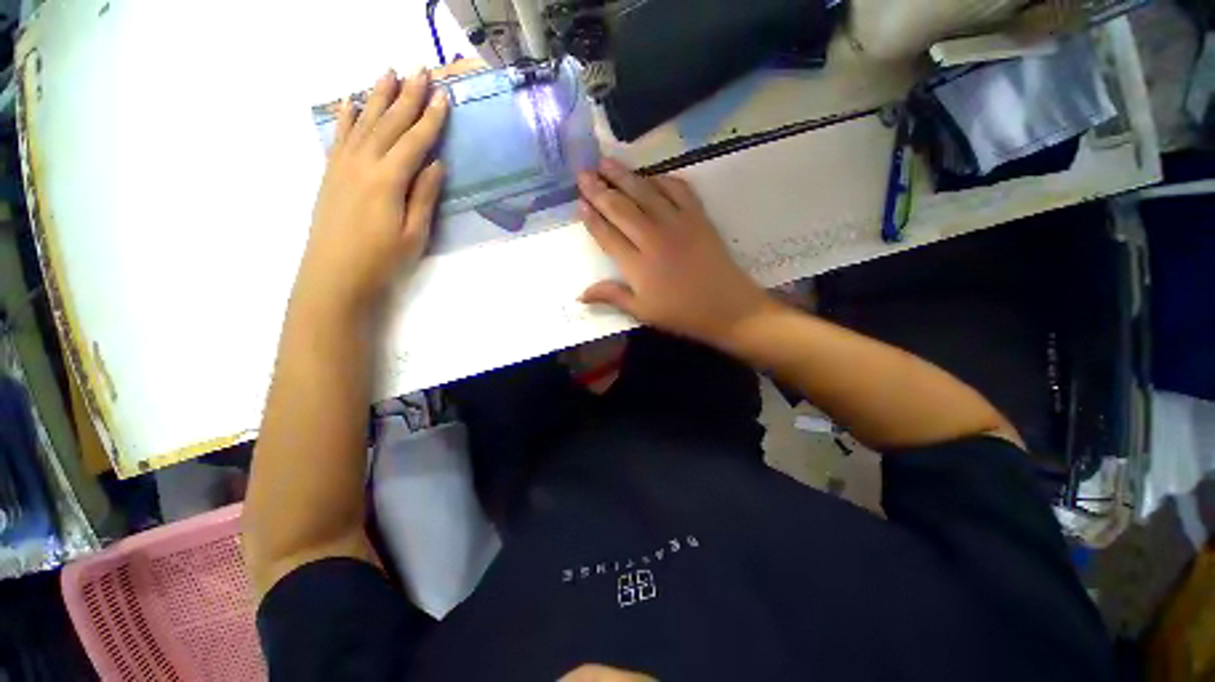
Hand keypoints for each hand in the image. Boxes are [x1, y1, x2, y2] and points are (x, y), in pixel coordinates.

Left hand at [294, 67, 448, 316]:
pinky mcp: (331, 172)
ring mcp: (343, 164)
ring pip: (364, 122)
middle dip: (407, 95)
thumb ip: (424, 195)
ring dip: (377, 96)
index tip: (443, 96)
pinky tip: (351, 102)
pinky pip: (340, 136)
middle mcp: (364, 163)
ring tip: (389, 72)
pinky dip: (346, 117)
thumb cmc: (382, 258)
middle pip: (389, 122)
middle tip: (421, 70)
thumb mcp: (414, 232)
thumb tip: (436, 163)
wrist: (334, 274)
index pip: (415, 141)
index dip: (431, 119)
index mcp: (388, 179)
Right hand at [577, 158, 773, 347]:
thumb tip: (580, 294)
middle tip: (583, 173)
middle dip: (599, 189)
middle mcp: (653, 238)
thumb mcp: (643, 312)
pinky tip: (650, 175)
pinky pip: (678, 189)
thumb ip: (612, 297)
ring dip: (624, 176)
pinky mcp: (698, 217)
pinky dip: (662, 179)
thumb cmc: (682, 313)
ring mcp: (678, 224)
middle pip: (621, 208)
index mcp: (637, 265)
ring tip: (606, 162)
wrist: (728, 307)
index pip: (608, 235)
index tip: (578, 202)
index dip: (592, 218)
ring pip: (645, 193)